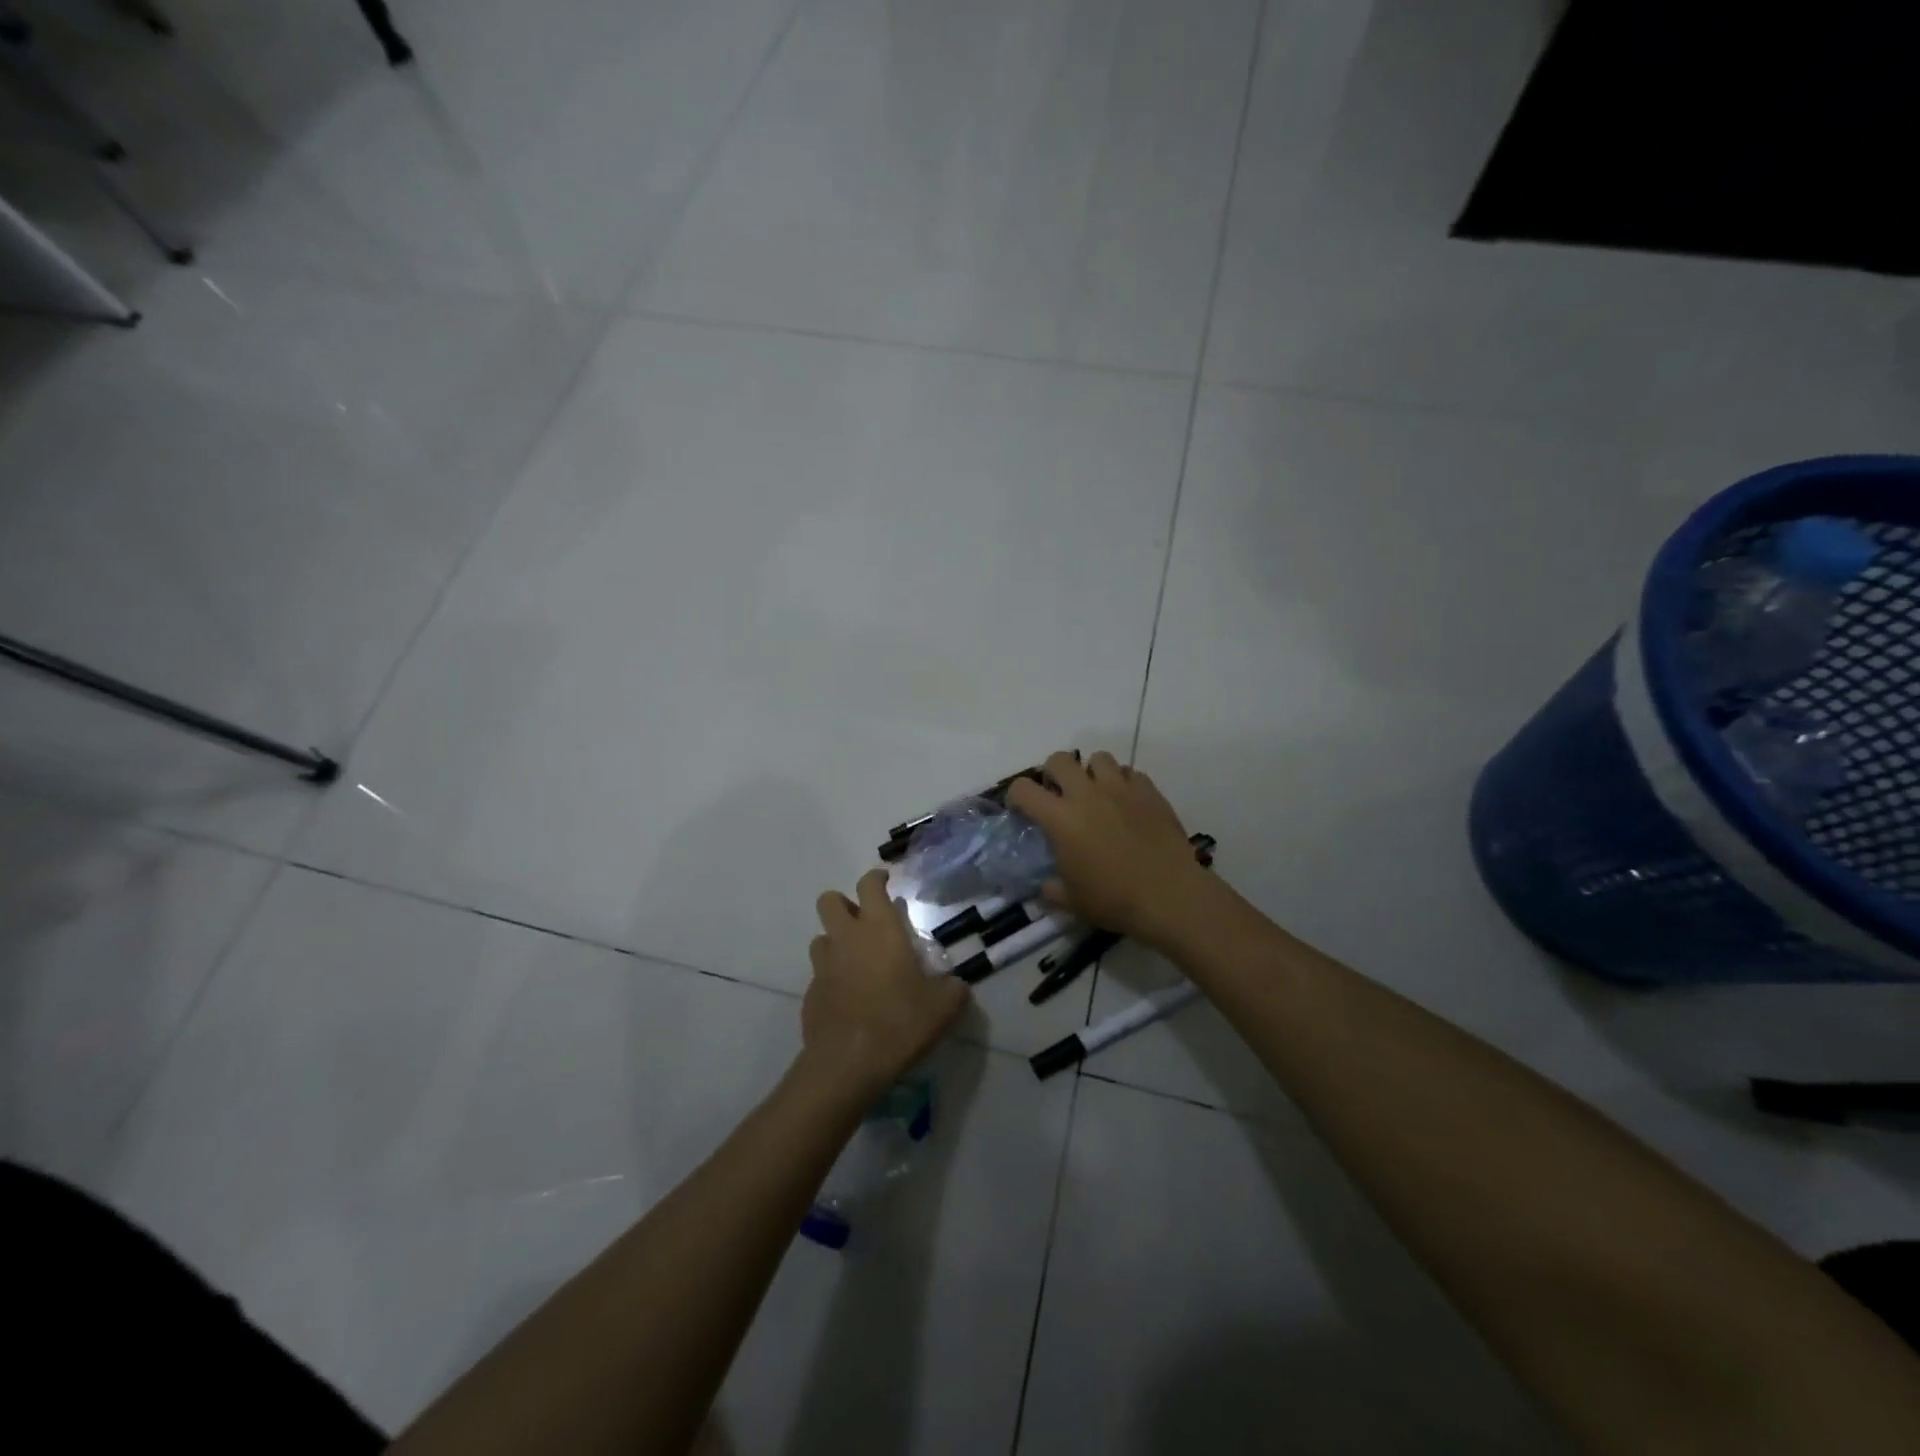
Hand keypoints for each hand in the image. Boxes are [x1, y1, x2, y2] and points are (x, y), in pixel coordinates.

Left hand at [803, 868, 968, 1097]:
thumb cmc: (899, 1022)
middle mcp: (846, 938)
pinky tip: (850, 999)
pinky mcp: (810, 993)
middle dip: (845, 904)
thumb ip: (953, 989)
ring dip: (837, 942)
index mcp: (879, 929)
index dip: (877, 878)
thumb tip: (956, 985)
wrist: (848, 1064)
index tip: (886, 882)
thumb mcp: (943, 1007)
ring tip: (858, 963)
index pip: (869, 885)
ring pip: (822, 937)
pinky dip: (832, 978)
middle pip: (829, 900)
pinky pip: (820, 974)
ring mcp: (823, 965)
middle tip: (866, 923)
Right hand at [1007, 750, 1209, 948]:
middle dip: (1053, 773)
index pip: (1023, 789)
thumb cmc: (1114, 899)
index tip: (1022, 810)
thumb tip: (1044, 884)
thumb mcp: (1072, 901)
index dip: (1016, 796)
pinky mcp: (1149, 791)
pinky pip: (1130, 773)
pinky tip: (1127, 804)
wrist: (1170, 895)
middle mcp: (1086, 794)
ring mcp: (1120, 788)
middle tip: (1060, 795)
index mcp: (1060, 818)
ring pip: (1098, 758)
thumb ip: (1051, 888)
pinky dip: (1123, 783)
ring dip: (1091, 773)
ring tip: (1097, 794)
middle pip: (1059, 759)